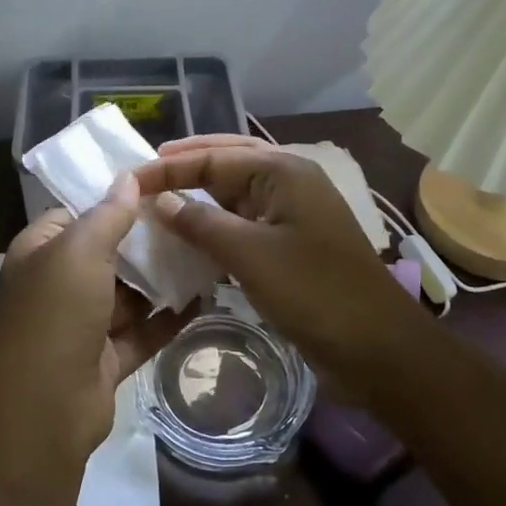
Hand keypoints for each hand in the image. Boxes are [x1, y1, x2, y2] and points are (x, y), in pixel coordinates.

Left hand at [0, 174, 185, 460]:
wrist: (42, 411)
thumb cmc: (55, 315)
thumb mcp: (80, 251)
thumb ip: (108, 213)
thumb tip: (129, 176)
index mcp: (41, 252)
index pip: (77, 213)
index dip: (114, 199)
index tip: (159, 186)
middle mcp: (58, 285)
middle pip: (108, 253)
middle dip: (146, 240)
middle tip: (193, 218)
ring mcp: (82, 325)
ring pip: (128, 293)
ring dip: (161, 278)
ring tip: (207, 252)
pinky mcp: (105, 359)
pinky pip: (142, 331)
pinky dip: (168, 318)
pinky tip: (203, 298)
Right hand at [134, 136, 417, 384]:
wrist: (377, 347)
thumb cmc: (314, 292)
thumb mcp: (250, 255)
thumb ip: (201, 223)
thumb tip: (160, 201)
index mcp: (284, 172)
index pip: (215, 157)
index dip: (169, 167)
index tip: (128, 179)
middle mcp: (290, 182)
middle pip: (229, 161)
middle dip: (188, 164)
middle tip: (146, 172)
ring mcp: (294, 214)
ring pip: (238, 192)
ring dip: (202, 192)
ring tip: (163, 197)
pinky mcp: (293, 244)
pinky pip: (246, 222)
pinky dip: (218, 223)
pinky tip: (194, 234)